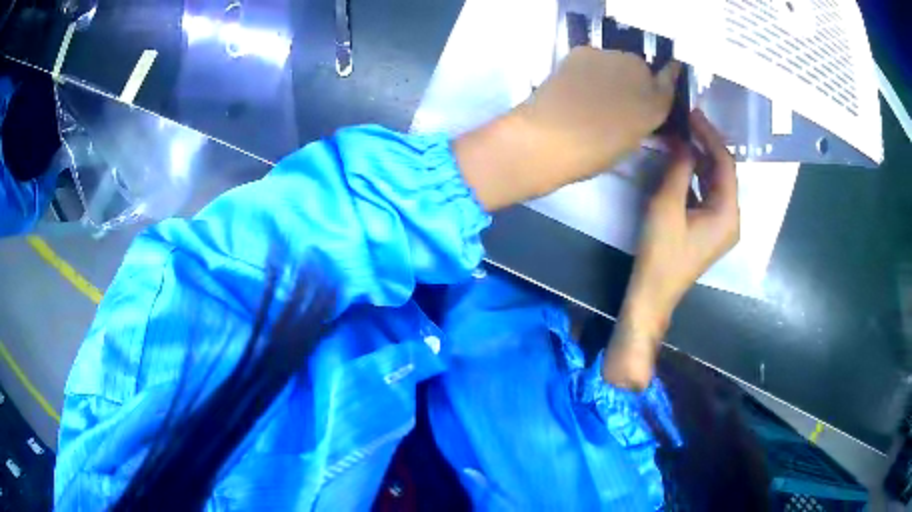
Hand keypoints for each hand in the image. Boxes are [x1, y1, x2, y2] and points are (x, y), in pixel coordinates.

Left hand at [455, 47, 679, 210]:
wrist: (548, 137)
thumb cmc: (591, 154)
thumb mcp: (628, 143)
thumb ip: (640, 121)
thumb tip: (637, 109)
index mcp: (655, 106)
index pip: (668, 82)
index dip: (665, 81)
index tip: (663, 79)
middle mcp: (641, 75)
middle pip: (641, 68)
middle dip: (633, 79)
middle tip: (617, 96)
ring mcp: (612, 58)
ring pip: (618, 60)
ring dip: (611, 70)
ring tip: (592, 90)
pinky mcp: (584, 51)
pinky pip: (594, 57)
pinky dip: (589, 66)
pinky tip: (576, 83)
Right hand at [603, 110, 739, 388]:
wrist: (654, 293)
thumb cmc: (661, 253)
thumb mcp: (668, 206)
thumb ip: (679, 169)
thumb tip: (682, 140)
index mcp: (728, 213)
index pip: (725, 164)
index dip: (710, 136)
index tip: (693, 114)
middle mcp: (731, 218)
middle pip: (723, 173)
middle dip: (705, 146)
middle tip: (685, 123)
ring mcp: (721, 226)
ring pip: (715, 183)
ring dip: (700, 161)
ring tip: (681, 138)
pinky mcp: (709, 230)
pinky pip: (707, 195)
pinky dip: (696, 178)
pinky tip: (681, 165)